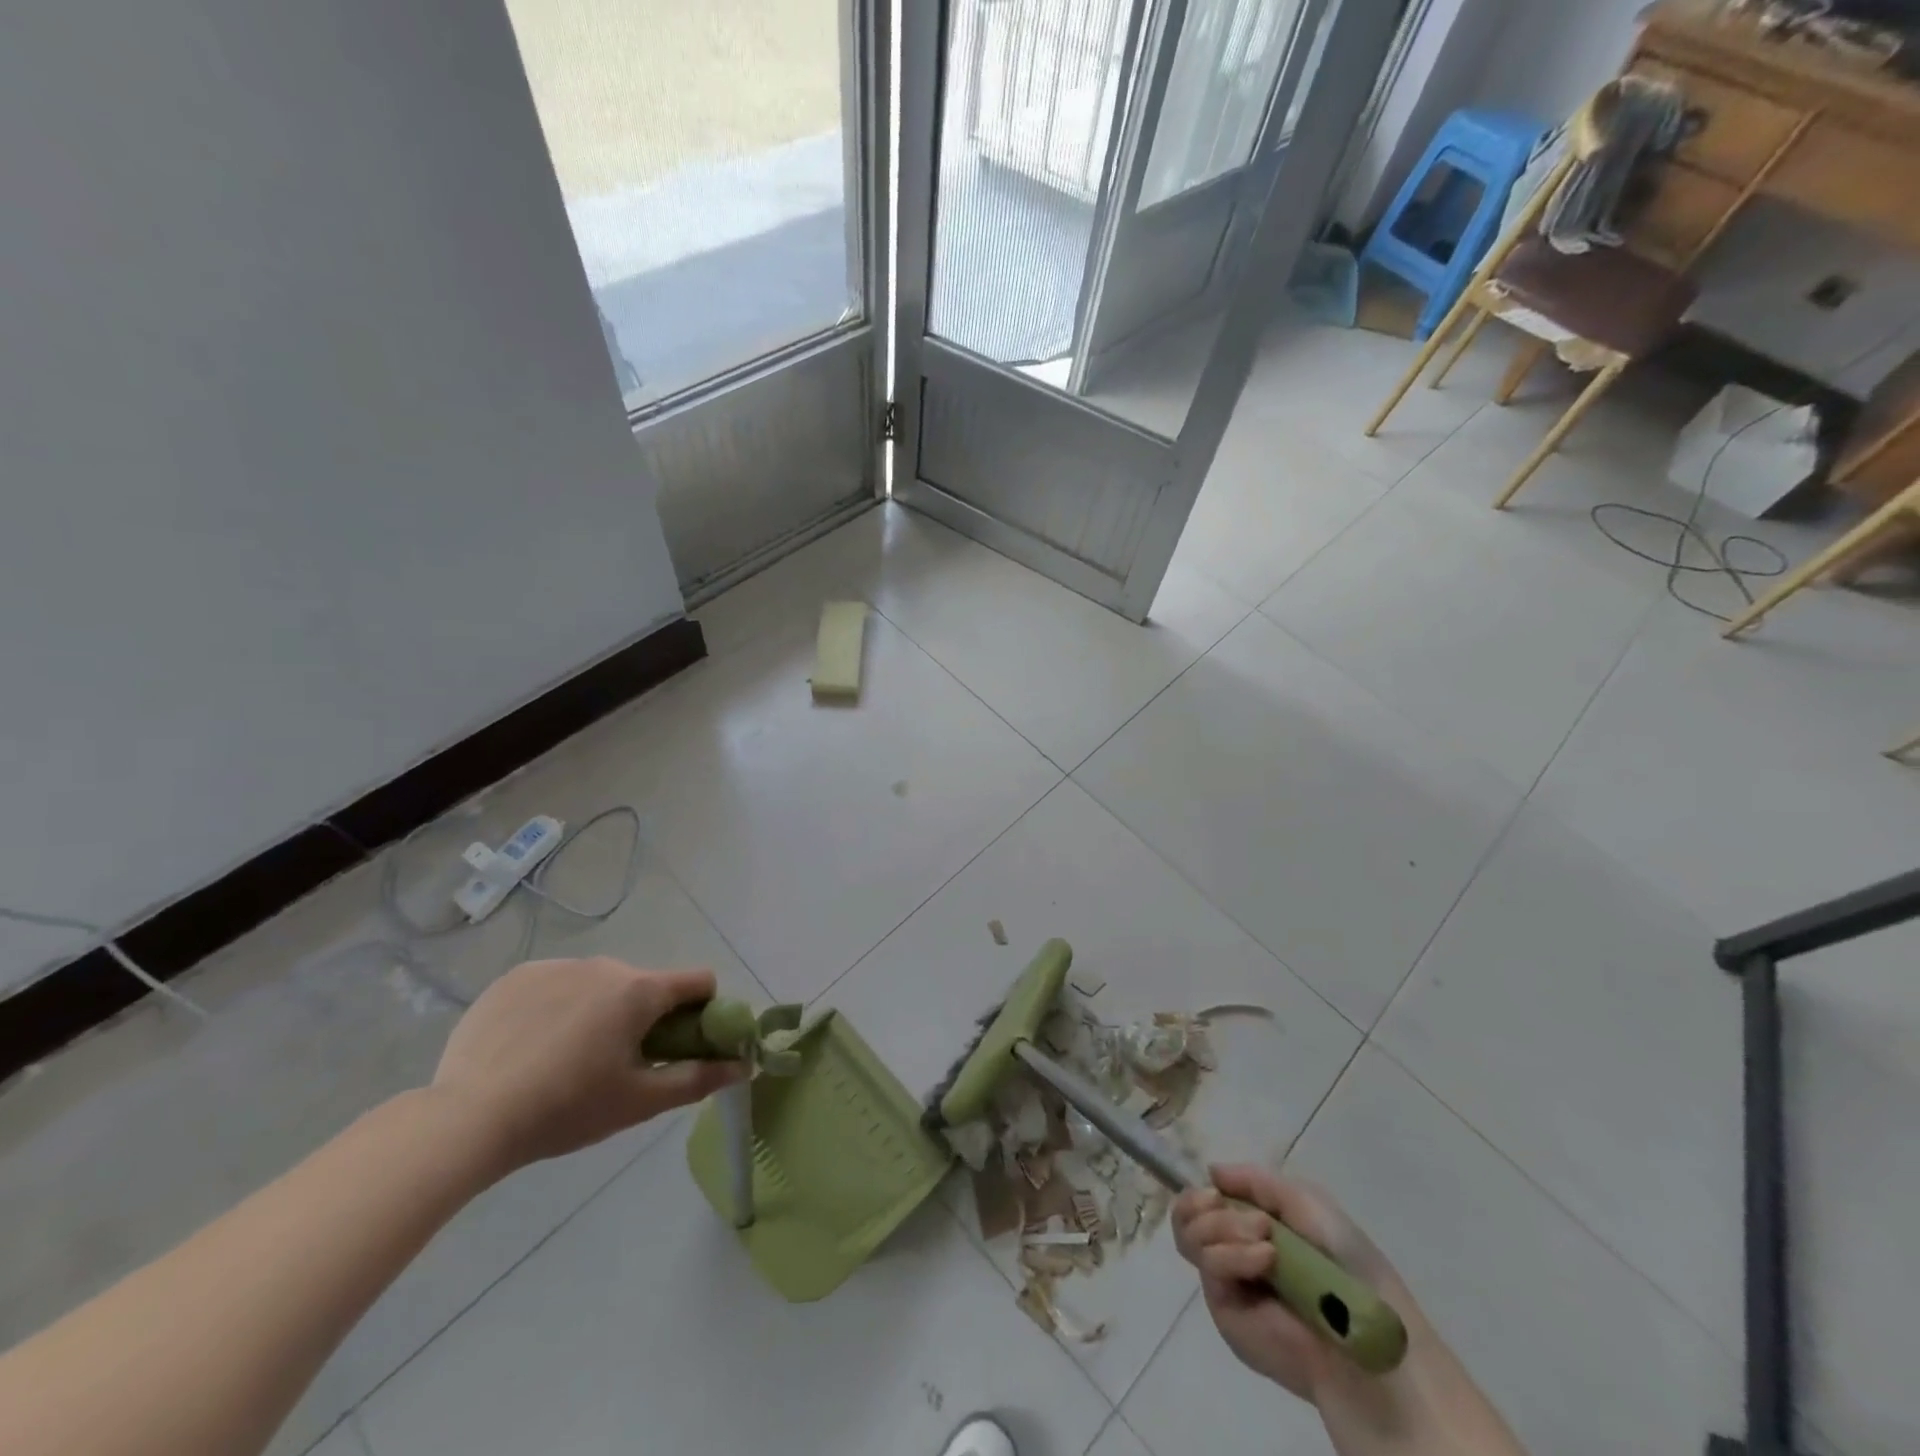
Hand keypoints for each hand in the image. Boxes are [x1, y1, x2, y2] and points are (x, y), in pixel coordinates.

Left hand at [430, 958, 743, 1174]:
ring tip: (567, 1060)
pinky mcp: (516, 976)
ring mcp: (558, 966)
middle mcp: (606, 964)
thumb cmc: (566, 1109)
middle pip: (646, 986)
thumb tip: (745, 1065)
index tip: (683, 1045)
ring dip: (601, 1011)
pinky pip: (557, 984)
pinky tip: (532, 1047)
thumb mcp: (639, 1102)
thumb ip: (698, 1078)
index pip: (699, 981)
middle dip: (645, 1017)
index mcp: (641, 990)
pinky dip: (559, 1008)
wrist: (467, 1118)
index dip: (703, 1011)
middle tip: (618, 1065)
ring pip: (600, 984)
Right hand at [1173, 1165, 1407, 1403]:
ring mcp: (1226, 1279)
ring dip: (1222, 1226)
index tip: (1217, 1188)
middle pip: (1184, 1214)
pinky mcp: (1224, 1309)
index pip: (1201, 1200)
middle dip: (1206, 1205)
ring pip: (1187, 1235)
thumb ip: (1255, 1180)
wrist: (1363, 1326)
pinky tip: (1265, 1259)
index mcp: (1249, 1223)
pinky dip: (1233, 1254)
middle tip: (1246, 1215)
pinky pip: (1208, 1266)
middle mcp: (1231, 1248)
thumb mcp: (1304, 1201)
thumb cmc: (1344, 1260)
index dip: (1201, 1191)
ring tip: (1266, 1241)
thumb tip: (1210, 1171)